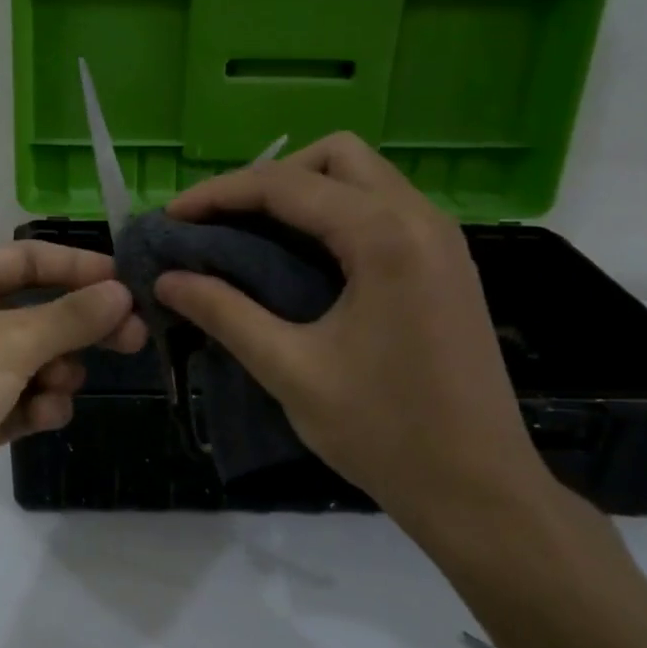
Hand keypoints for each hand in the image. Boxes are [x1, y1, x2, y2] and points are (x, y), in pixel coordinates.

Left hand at [0, 241, 145, 564]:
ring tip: (58, 389)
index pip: (26, 260)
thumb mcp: (6, 345)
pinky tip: (41, 420)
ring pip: (33, 359)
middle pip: (36, 311)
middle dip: (80, 326)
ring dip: (55, 372)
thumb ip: (69, 317)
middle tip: (134, 337)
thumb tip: (121, 292)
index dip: (78, 267)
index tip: (128, 283)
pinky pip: (21, 400)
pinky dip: (38, 407)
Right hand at [157, 133, 550, 543]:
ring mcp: (441, 239)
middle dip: (270, 179)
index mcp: (384, 237)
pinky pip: (383, 208)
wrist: (480, 491)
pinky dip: (335, 214)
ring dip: (305, 192)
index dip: (218, 194)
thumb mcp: (291, 370)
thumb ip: (225, 313)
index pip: (285, 185)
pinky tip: (304, 258)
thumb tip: (166, 279)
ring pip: (363, 176)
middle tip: (225, 223)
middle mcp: (420, 218)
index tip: (171, 217)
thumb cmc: (384, 432)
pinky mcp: (446, 264)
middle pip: (335, 156)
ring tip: (255, 236)